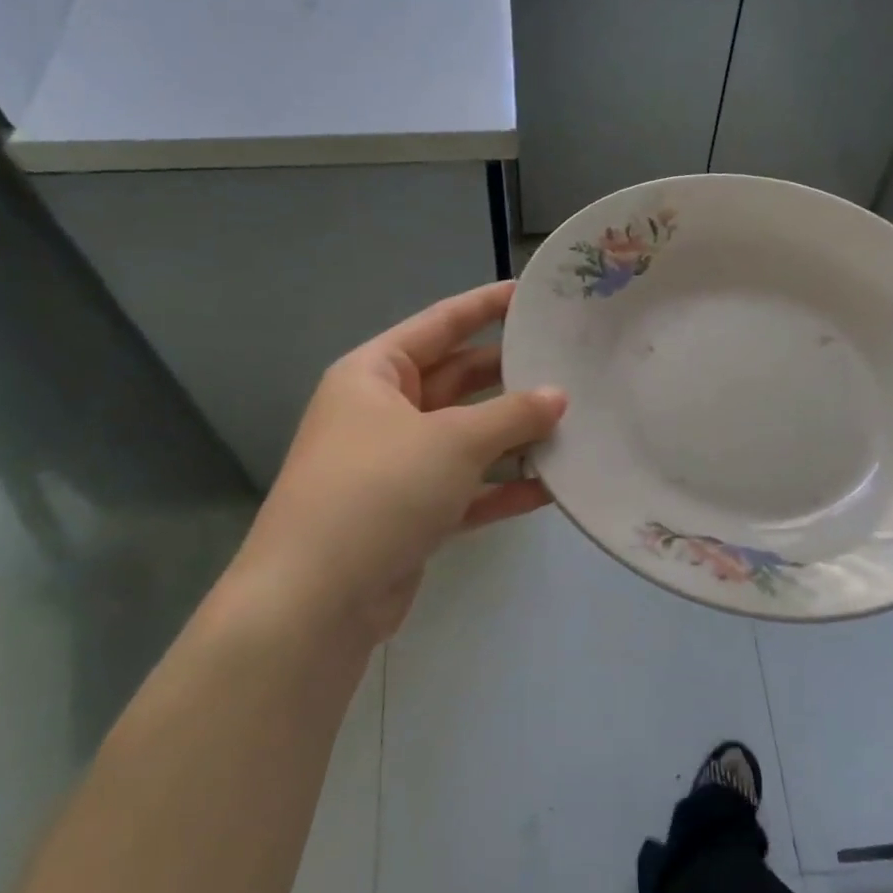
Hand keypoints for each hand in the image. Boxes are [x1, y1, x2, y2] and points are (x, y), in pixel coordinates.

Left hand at [227, 282, 566, 650]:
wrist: (318, 598)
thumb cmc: (380, 490)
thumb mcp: (452, 440)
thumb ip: (511, 415)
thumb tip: (558, 397)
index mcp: (375, 375)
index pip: (439, 324)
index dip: (486, 306)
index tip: (532, 294)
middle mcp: (383, 414)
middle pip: (458, 382)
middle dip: (510, 377)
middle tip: (570, 365)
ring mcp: (398, 467)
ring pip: (467, 439)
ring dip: (515, 437)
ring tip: (574, 425)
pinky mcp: (413, 515)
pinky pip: (467, 489)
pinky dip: (504, 487)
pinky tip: (552, 487)